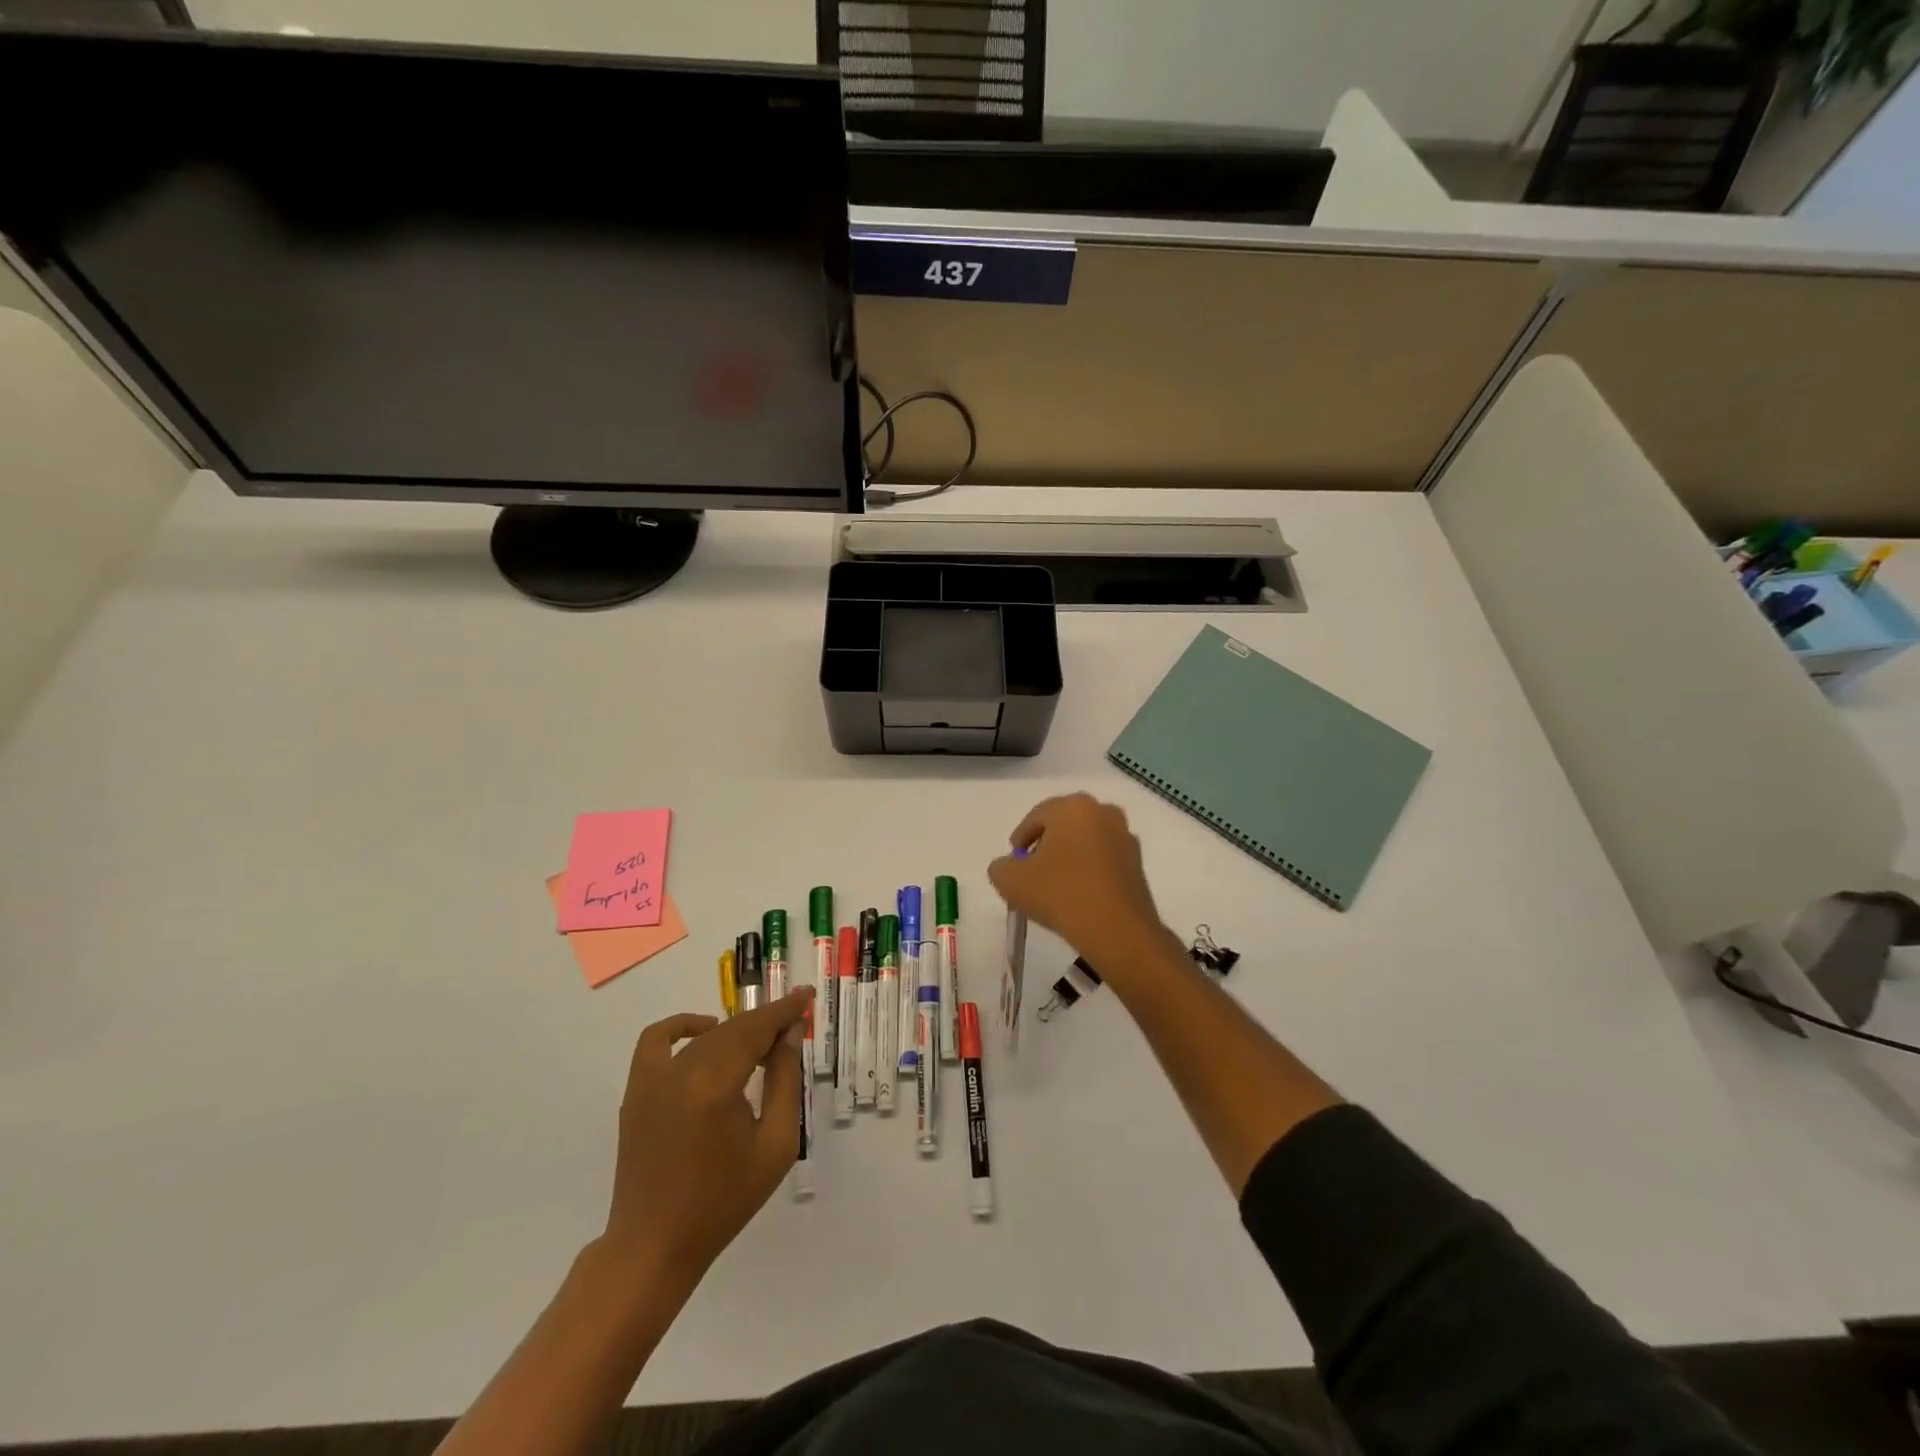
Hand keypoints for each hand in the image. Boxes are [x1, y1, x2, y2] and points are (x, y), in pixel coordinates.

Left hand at [602, 988, 811, 1285]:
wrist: (655, 1245)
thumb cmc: (723, 1201)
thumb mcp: (775, 1145)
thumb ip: (784, 1082)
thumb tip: (789, 1034)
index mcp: (716, 1085)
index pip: (756, 1030)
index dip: (784, 1010)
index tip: (807, 996)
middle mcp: (681, 1072)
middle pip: (733, 1030)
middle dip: (766, 1023)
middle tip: (793, 1027)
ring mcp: (652, 1079)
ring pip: (705, 1037)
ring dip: (737, 1032)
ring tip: (762, 1046)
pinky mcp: (636, 1090)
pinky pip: (656, 1040)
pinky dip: (682, 1026)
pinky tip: (706, 1031)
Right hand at [988, 793, 1178, 974]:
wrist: (1117, 930)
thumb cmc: (1060, 893)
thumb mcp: (1010, 880)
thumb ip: (1000, 866)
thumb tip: (1009, 866)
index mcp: (1073, 806)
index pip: (1036, 817)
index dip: (1020, 839)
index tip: (1014, 863)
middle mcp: (1103, 811)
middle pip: (1063, 826)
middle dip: (1045, 846)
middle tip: (1031, 873)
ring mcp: (1125, 836)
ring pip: (1085, 842)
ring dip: (1068, 858)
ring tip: (1054, 887)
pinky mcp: (1138, 863)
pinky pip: (1103, 860)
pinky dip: (1088, 871)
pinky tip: (1078, 896)